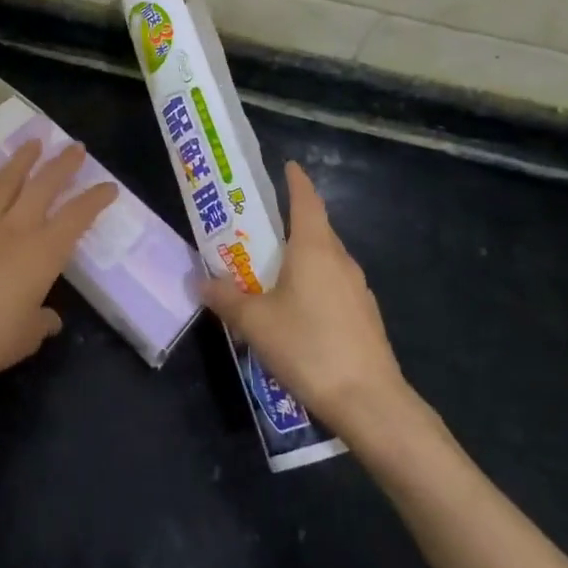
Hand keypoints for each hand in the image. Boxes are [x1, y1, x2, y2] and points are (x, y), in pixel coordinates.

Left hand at [0, 139, 118, 403]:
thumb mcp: (27, 337)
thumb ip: (42, 321)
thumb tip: (50, 319)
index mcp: (43, 253)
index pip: (77, 217)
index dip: (95, 199)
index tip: (109, 186)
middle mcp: (16, 229)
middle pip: (44, 186)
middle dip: (63, 164)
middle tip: (75, 147)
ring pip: (6, 182)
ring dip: (22, 160)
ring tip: (34, 142)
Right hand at [201, 161, 428, 440]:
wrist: (369, 401)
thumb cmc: (308, 346)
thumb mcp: (254, 323)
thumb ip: (225, 298)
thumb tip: (199, 280)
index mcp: (315, 249)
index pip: (306, 200)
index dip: (295, 181)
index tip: (286, 166)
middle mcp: (340, 260)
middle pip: (315, 229)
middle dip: (288, 224)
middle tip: (257, 229)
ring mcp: (357, 289)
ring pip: (325, 260)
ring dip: (300, 258)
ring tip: (269, 273)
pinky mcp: (365, 316)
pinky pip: (333, 285)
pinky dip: (313, 284)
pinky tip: (295, 312)